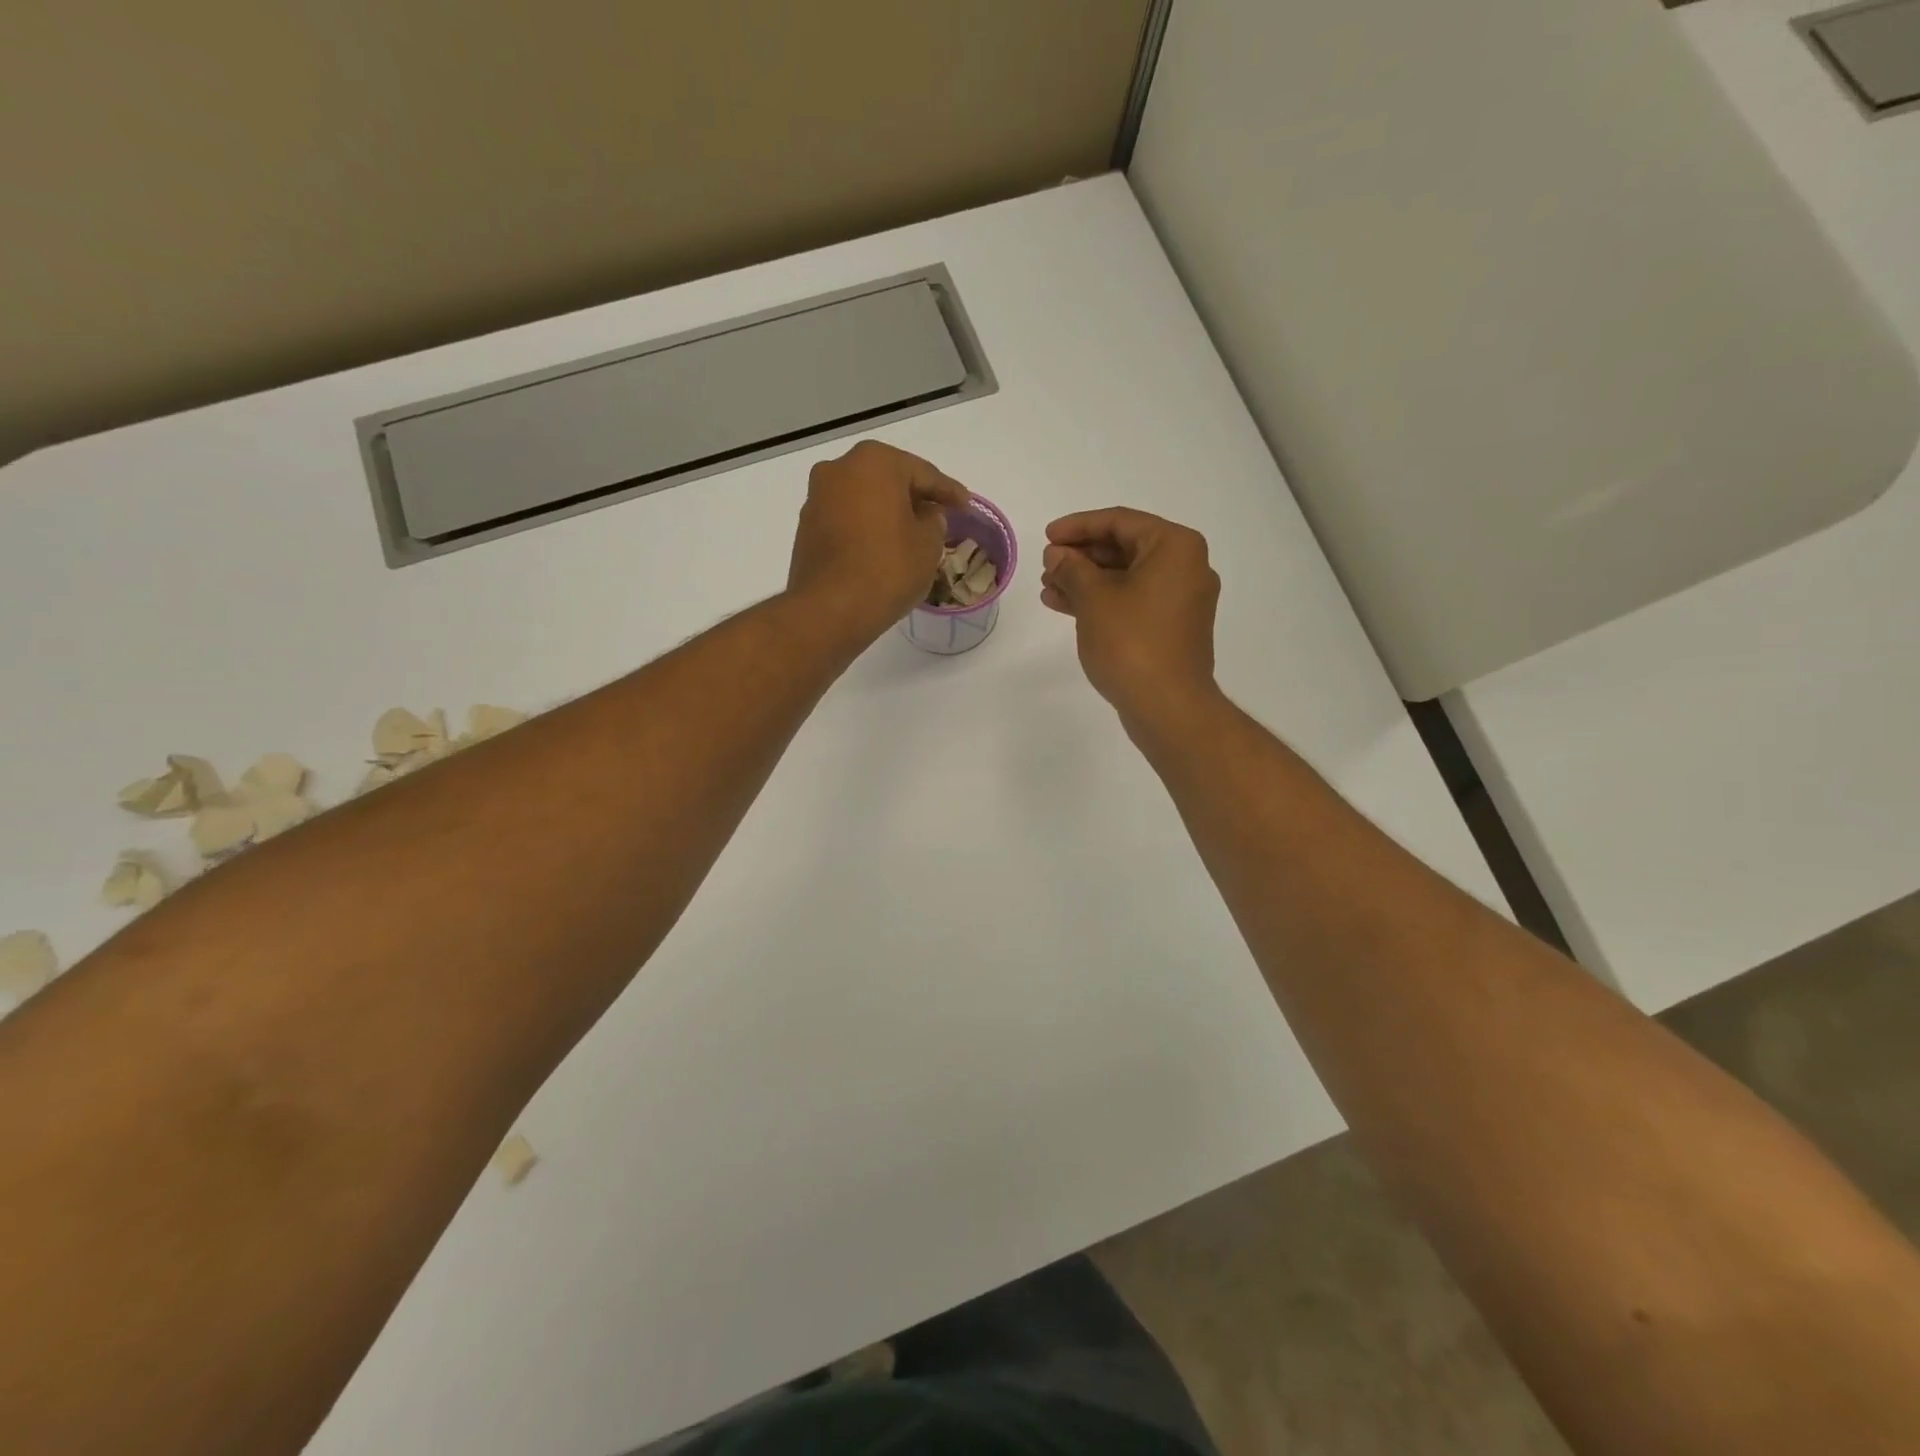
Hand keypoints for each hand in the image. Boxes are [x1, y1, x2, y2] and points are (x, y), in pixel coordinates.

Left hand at [787, 440, 970, 647]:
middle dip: (914, 498)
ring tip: (911, 535)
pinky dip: (866, 528)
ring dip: (887, 513)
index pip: (923, 473)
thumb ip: (934, 521)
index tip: (966, 505)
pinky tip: (882, 547)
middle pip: (889, 480)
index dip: (949, 491)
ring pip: (864, 499)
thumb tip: (925, 515)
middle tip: (939, 516)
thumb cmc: (888, 568)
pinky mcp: (807, 527)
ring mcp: (817, 497)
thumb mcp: (928, 544)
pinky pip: (847, 519)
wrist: (830, 609)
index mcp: (875, 462)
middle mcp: (839, 469)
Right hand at [1040, 508, 1221, 727]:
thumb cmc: (1132, 643)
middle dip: (1081, 556)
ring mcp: (1182, 599)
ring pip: (1126, 577)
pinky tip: (1067, 607)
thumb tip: (1058, 555)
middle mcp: (1186, 567)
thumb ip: (1072, 568)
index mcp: (1175, 547)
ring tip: (1048, 589)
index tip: (1047, 536)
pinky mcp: (1172, 627)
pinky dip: (1102, 601)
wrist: (1168, 706)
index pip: (1120, 521)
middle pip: (1124, 548)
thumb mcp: (1093, 598)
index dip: (1078, 526)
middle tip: (1046, 566)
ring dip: (1086, 581)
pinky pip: (1133, 601)